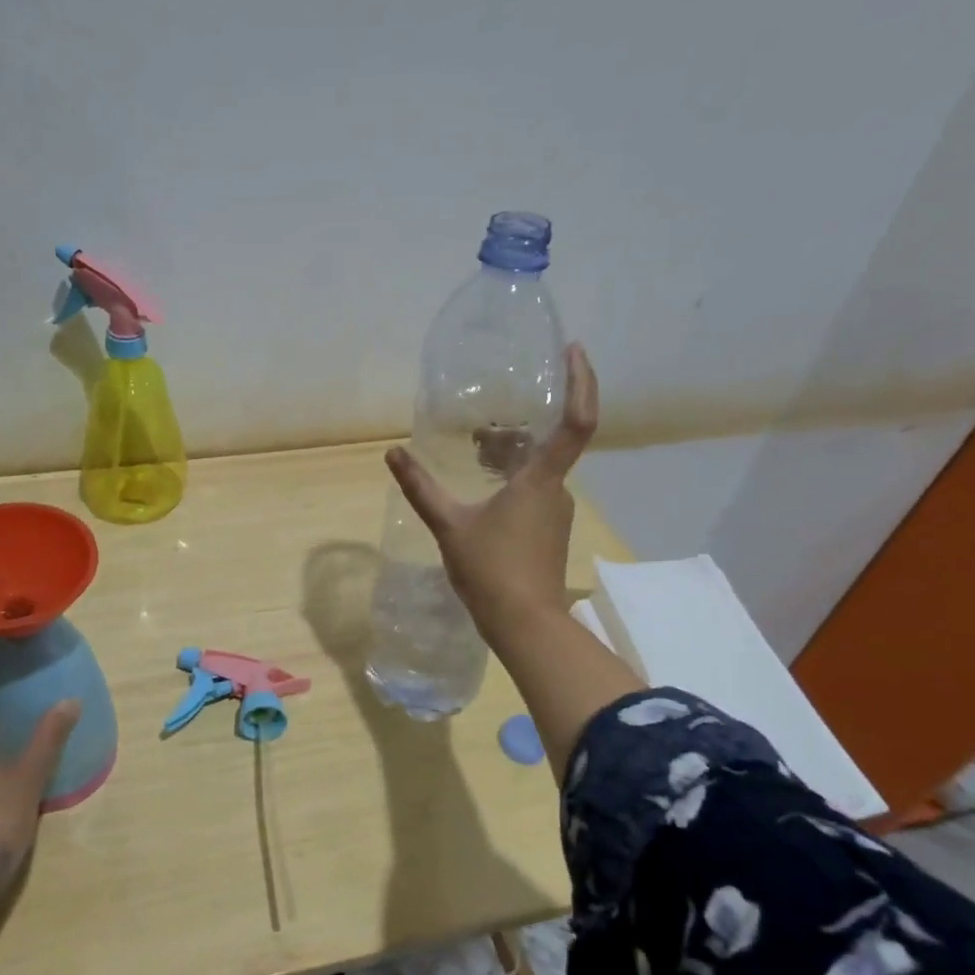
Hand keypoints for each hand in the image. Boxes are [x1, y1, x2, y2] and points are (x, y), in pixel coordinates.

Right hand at [386, 342, 598, 638]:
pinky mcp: (549, 530)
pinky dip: (511, 478)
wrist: (525, 624)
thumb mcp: (448, 525)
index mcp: (540, 479)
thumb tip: (393, 453)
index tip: (574, 350)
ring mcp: (555, 511)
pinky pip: (534, 489)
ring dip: (508, 455)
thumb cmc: (492, 571)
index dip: (581, 382)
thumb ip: (420, 487)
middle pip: (545, 442)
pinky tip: (483, 490)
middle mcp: (556, 489)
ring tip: (472, 453)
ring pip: (536, 468)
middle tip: (478, 428)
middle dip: (516, 428)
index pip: (576, 422)